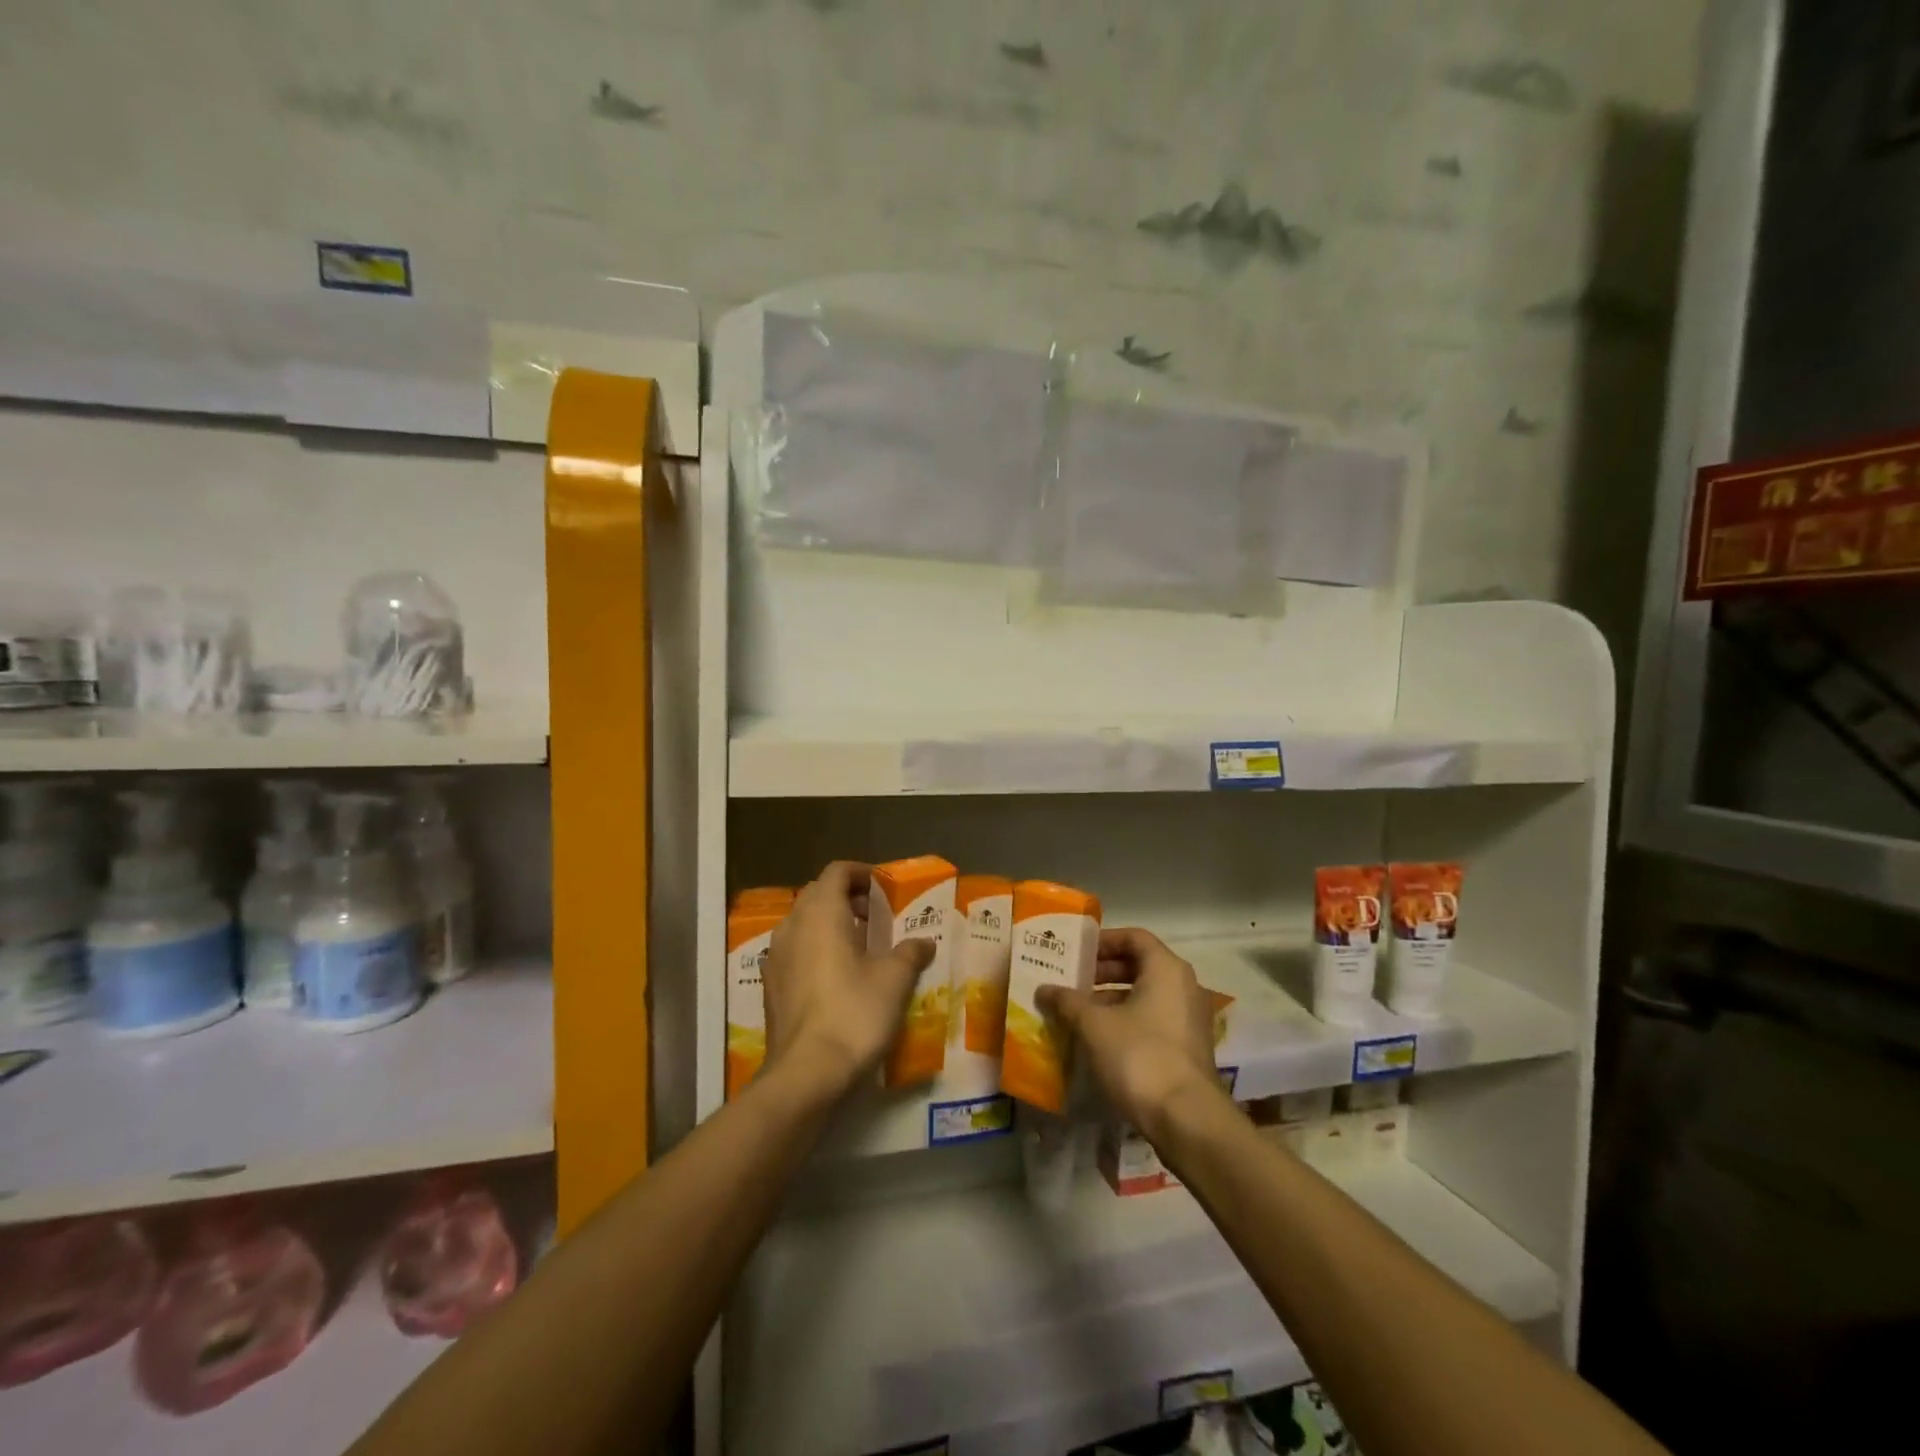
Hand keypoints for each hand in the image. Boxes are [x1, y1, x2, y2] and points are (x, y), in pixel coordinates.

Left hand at [762, 861, 934, 1101]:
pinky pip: (794, 950)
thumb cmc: (854, 1012)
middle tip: (876, 917)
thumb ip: (910, 952)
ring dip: (830, 924)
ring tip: (860, 947)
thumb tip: (924, 942)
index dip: (862, 873)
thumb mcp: (894, 979)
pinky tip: (837, 977)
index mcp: (821, 912)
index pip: (837, 871)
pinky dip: (815, 949)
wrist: (806, 1072)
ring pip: (803, 923)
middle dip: (847, 898)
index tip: (883, 889)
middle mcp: (792, 925)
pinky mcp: (771, 985)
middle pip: (818, 894)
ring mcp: (776, 956)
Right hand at [1037, 928, 1221, 1133]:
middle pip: (1140, 965)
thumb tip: (1043, 989)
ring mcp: (1189, 1019)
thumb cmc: (1139, 1056)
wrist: (1185, 1119)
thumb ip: (1067, 1001)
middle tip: (1071, 982)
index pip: (1134, 937)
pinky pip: (1153, 1019)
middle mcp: (1184, 986)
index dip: (1103, 941)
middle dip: (1103, 972)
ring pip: (1145, 995)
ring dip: (1111, 999)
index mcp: (1166, 969)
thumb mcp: (1094, 1025)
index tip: (1076, 953)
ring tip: (1077, 1012)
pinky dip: (1126, 1021)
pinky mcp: (1187, 1048)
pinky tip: (1098, 1039)